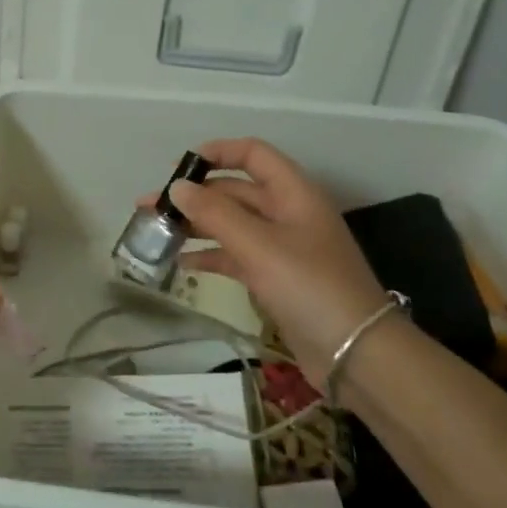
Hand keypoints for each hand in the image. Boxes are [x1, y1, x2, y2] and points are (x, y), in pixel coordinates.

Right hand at [159, 138, 388, 381]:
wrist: (355, 354)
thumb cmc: (309, 287)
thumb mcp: (258, 246)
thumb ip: (215, 213)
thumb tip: (177, 187)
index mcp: (293, 193)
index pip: (253, 154)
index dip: (217, 153)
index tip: (178, 167)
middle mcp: (288, 213)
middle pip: (235, 191)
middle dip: (194, 195)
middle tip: (150, 205)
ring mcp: (283, 247)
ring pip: (232, 224)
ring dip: (196, 225)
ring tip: (156, 232)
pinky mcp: (276, 278)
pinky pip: (236, 255)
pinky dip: (209, 255)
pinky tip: (180, 263)